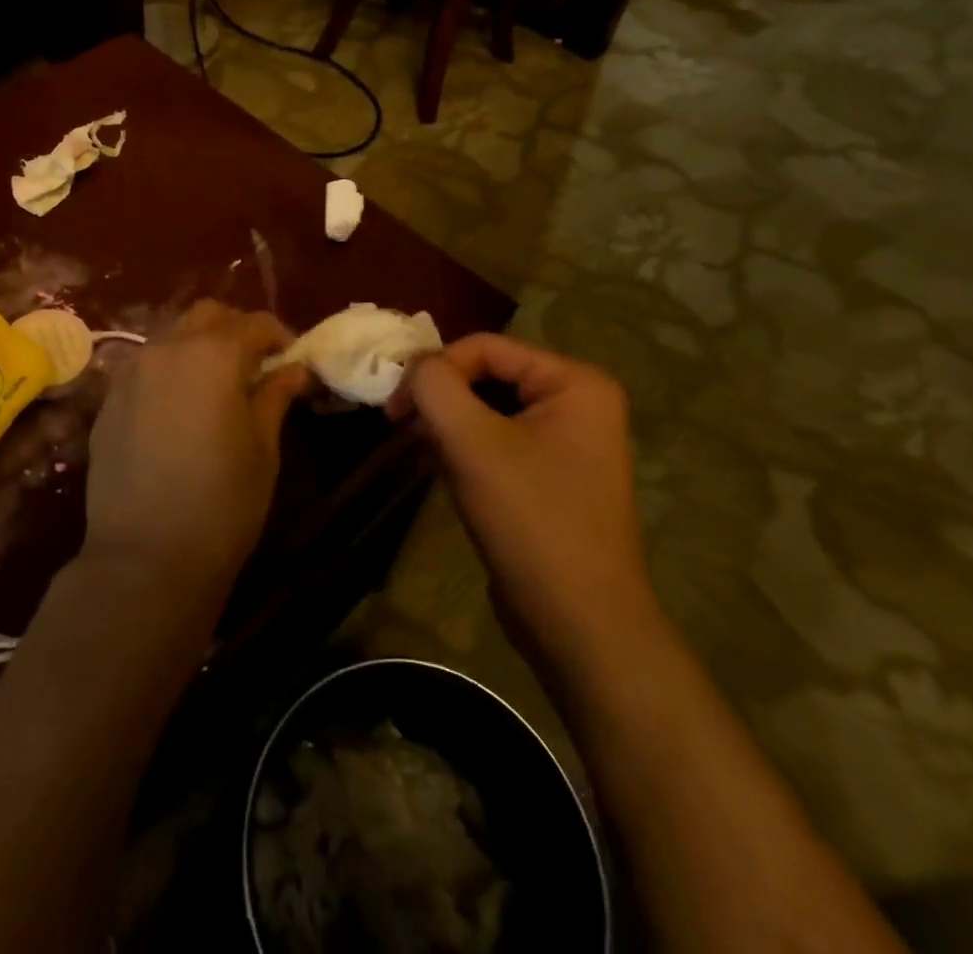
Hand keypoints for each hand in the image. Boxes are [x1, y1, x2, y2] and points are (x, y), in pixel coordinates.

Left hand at [84, 301, 311, 603]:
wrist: (144, 556)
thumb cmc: (221, 503)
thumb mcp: (263, 449)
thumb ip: (275, 396)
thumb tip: (293, 369)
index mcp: (213, 354)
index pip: (254, 323)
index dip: (280, 336)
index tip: (293, 362)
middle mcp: (167, 348)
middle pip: (207, 315)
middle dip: (237, 330)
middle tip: (256, 366)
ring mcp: (131, 371)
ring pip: (172, 335)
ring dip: (200, 346)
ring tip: (217, 386)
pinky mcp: (109, 399)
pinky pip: (146, 365)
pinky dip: (170, 370)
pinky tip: (180, 408)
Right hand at [389, 334, 652, 648]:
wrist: (580, 624)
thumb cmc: (531, 520)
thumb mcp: (473, 444)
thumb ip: (435, 387)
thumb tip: (412, 366)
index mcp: (575, 383)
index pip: (486, 348)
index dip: (434, 368)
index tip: (393, 406)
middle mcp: (578, 403)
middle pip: (488, 375)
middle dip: (440, 396)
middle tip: (399, 425)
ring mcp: (566, 442)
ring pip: (488, 409)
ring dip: (447, 423)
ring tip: (416, 447)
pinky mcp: (550, 476)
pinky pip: (497, 441)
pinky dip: (463, 447)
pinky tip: (437, 466)